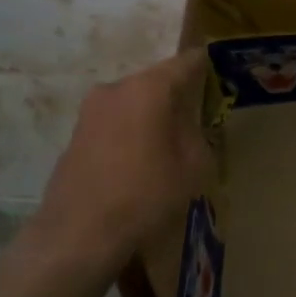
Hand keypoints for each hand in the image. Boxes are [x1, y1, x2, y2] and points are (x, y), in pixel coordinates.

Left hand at [30, 51, 213, 271]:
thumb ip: (197, 133)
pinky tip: (140, 161)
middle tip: (198, 117)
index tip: (220, 74)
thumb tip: (188, 124)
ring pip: (133, 102)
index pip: (186, 62)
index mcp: (148, 88)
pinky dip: (131, 132)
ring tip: (169, 143)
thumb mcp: (194, 166)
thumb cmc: (145, 195)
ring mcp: (90, 111)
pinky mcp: (75, 134)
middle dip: (178, 95)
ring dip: (152, 115)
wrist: (78, 234)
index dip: (206, 66)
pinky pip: (115, 122)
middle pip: (156, 81)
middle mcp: (115, 88)